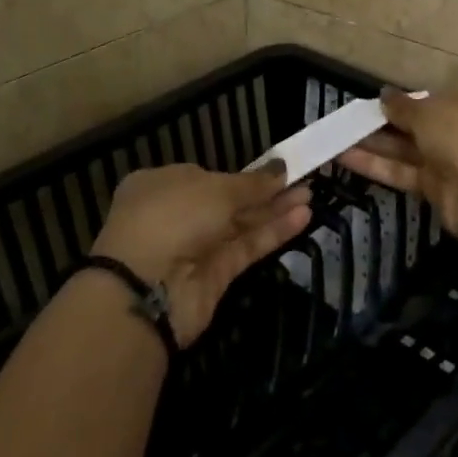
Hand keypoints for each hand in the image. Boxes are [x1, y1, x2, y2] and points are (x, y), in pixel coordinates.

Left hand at [91, 164, 313, 344]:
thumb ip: (252, 183)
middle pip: (228, 201)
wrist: (147, 289)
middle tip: (303, 180)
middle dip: (265, 192)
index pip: (206, 176)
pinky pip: (247, 248)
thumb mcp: (214, 189)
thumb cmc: (172, 218)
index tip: (275, 169)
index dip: (240, 174)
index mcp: (161, 185)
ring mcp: (195, 247)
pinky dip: (272, 233)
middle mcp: (176, 215)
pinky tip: (302, 218)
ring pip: (241, 225)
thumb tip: (280, 167)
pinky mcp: (215, 276)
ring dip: (275, 211)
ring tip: (311, 195)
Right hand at [335, 84, 457, 247]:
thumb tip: (385, 95)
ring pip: (409, 149)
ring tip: (337, 136)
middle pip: (422, 124)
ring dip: (375, 144)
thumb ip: (402, 105)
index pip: (440, 96)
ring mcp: (453, 160)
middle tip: (351, 118)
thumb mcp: (428, 110)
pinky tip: (344, 157)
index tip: (382, 100)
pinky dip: (377, 165)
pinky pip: (404, 171)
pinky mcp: (437, 188)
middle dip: (387, 122)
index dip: (410, 98)